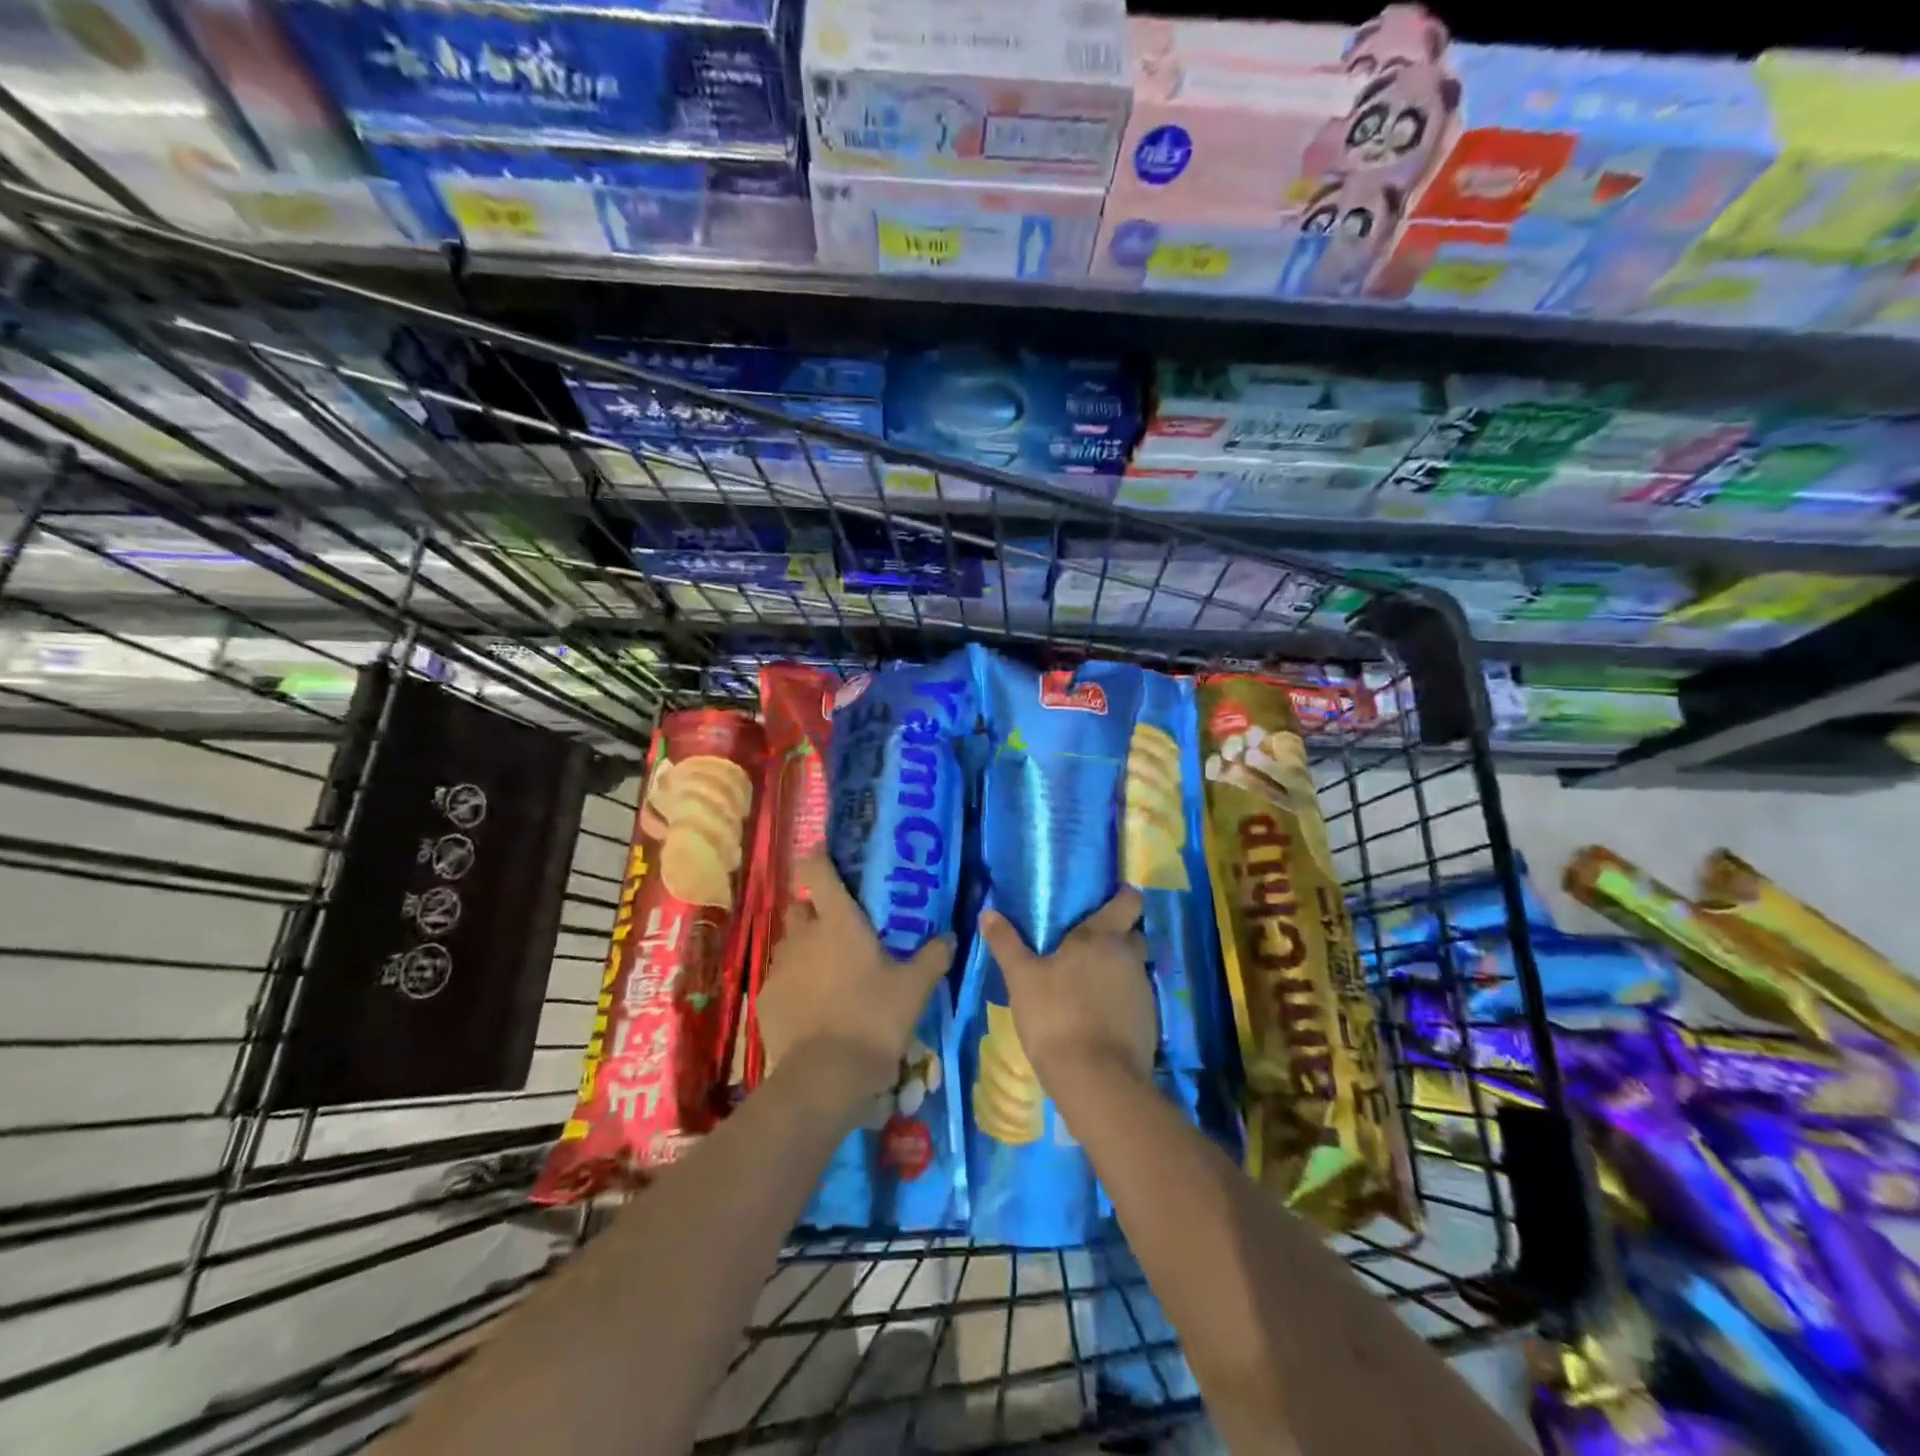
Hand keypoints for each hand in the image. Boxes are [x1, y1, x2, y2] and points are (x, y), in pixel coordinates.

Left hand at [758, 854, 953, 1114]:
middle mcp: (803, 935)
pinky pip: (781, 978)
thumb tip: (951, 936)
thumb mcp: (915, 988)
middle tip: (840, 927)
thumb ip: (934, 956)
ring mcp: (780, 967)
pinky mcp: (766, 999)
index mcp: (838, 921)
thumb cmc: (874, 1019)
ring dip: (806, 948)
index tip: (826, 854)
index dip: (819, 857)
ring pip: (790, 943)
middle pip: (800, 907)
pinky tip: (814, 1005)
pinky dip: (795, 983)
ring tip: (829, 971)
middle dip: (815, 910)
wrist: (825, 1077)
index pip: (816, 870)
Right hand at [979, 887, 1155, 1086]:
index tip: (1103, 900)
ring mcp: (1144, 991)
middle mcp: (1130, 957)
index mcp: (1103, 936)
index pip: (1129, 900)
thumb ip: (1006, 943)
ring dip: (1115, 970)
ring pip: (1132, 968)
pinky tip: (1095, 1015)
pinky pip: (1134, 999)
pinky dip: (1119, 1001)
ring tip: (1085, 983)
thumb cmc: (1056, 1016)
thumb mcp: (1021, 978)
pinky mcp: (1149, 1022)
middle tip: (1083, 944)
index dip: (1120, 897)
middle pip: (1131, 934)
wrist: (1096, 1081)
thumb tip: (988, 913)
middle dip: (1114, 935)